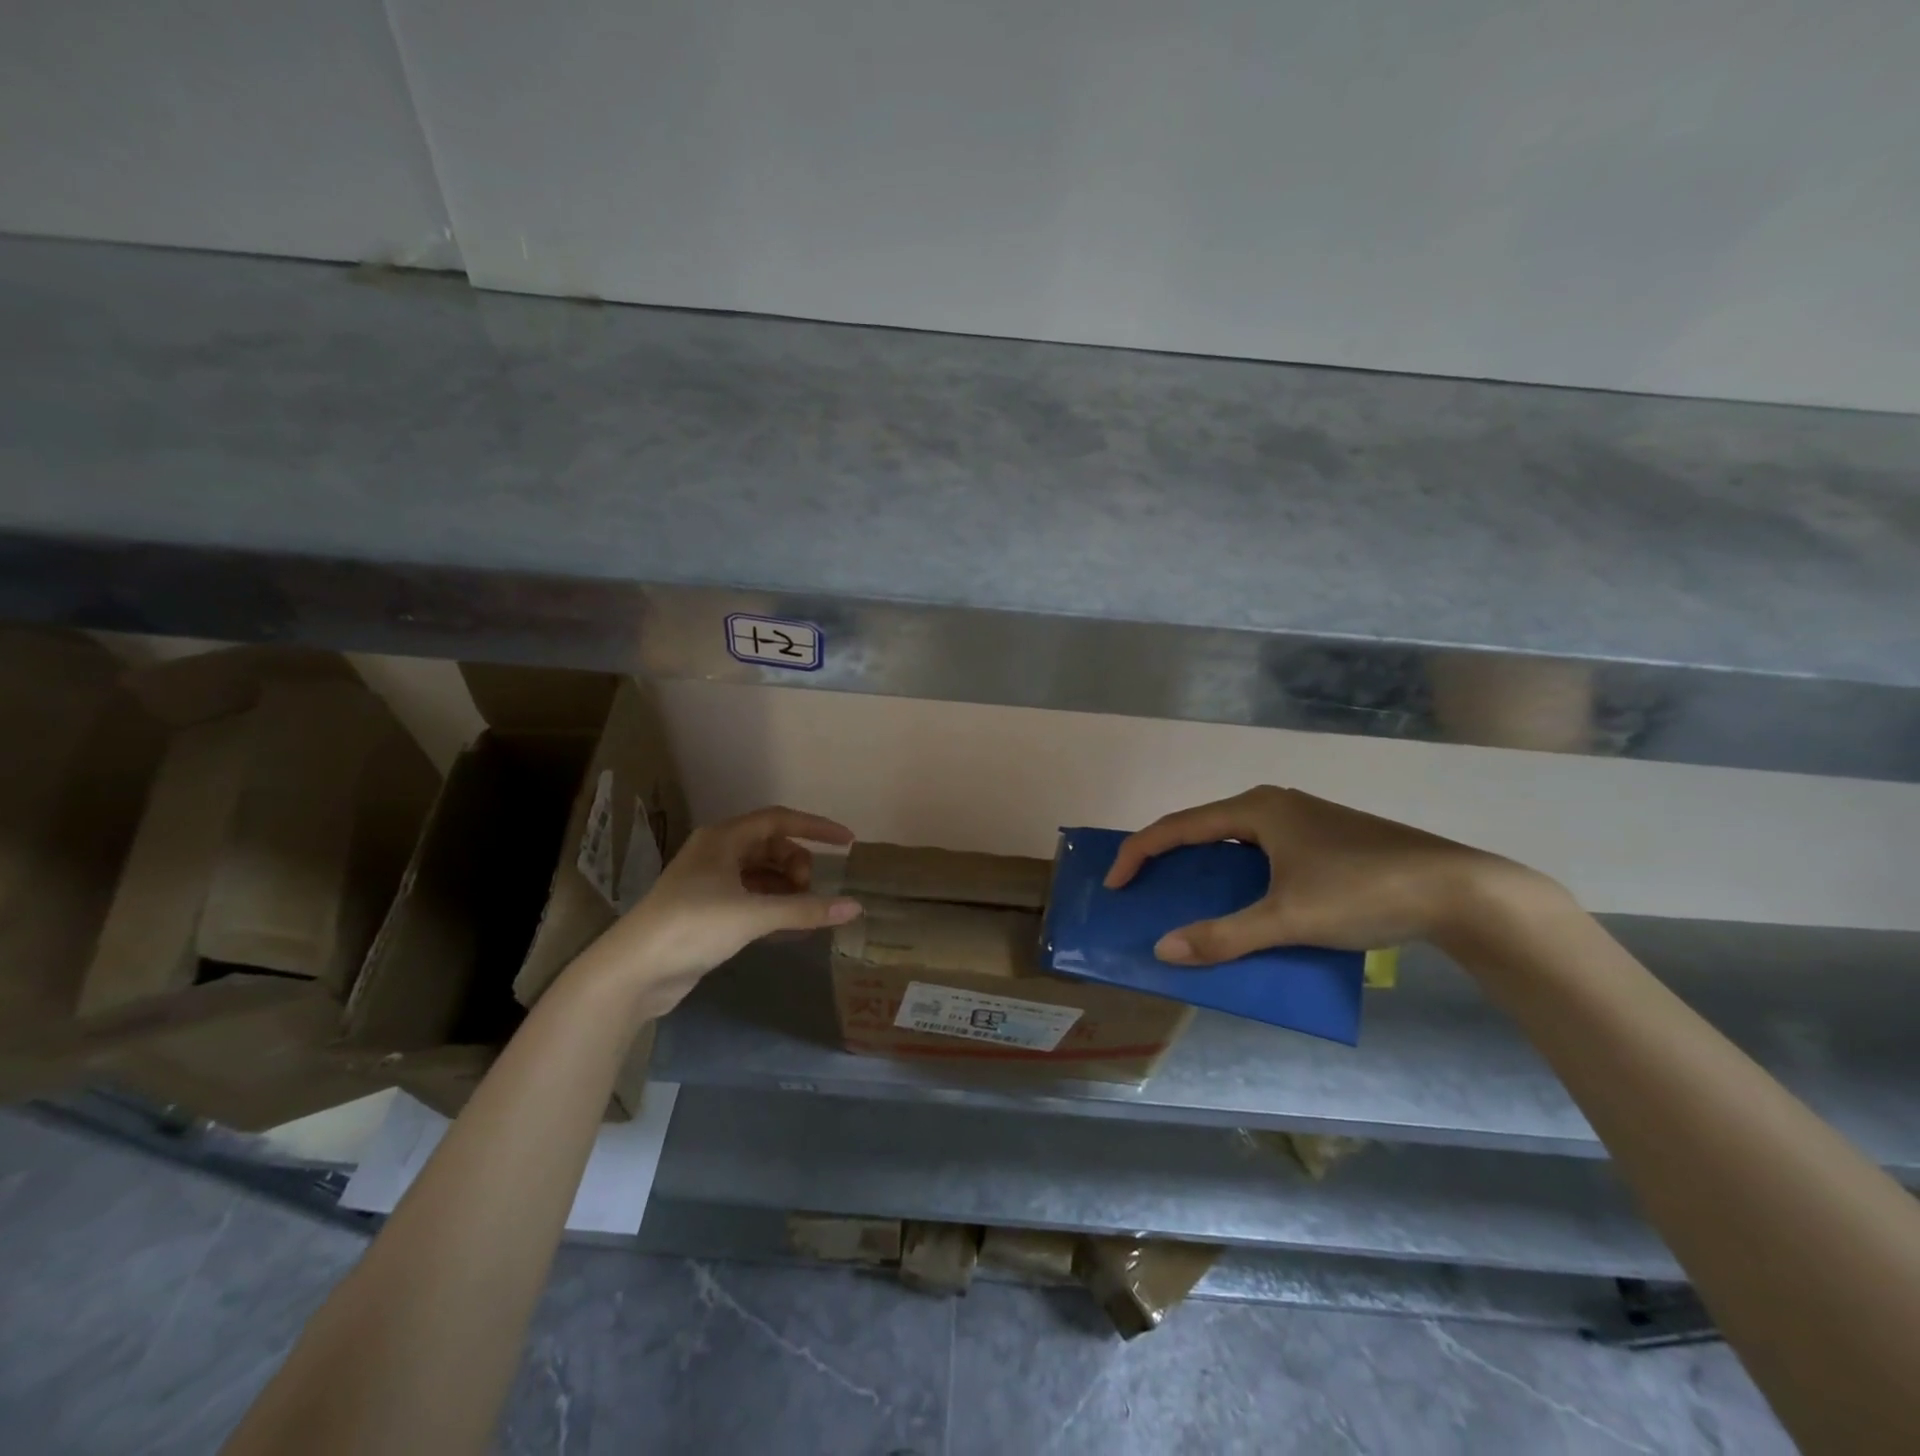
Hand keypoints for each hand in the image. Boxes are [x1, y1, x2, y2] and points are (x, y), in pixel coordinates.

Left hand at [583, 806, 862, 1017]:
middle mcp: (717, 853)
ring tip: (804, 912)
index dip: (816, 828)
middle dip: (797, 865)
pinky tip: (789, 928)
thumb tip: (855, 907)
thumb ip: (805, 909)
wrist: (634, 971)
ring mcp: (710, 883)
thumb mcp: (753, 915)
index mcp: (724, 839)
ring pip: (762, 874)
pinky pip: (752, 898)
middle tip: (809, 892)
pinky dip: (773, 907)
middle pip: (772, 847)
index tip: (847, 842)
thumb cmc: (692, 926)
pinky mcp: (707, 911)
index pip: (780, 820)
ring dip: (786, 888)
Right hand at [1104, 785, 1553, 963]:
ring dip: (1208, 871)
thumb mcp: (1288, 919)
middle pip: (1204, 829)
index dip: (1139, 853)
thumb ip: (1223, 936)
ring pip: (1236, 843)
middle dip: (1170, 860)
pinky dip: (1242, 877)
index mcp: (1257, 809)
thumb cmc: (1364, 891)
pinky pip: (1264, 854)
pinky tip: (1250, 905)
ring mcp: (1304, 821)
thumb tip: (1163, 951)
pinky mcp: (1327, 841)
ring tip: (1191, 902)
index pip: (1178, 826)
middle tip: (1148, 892)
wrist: (1461, 891)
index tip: (1116, 885)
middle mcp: (1275, 805)